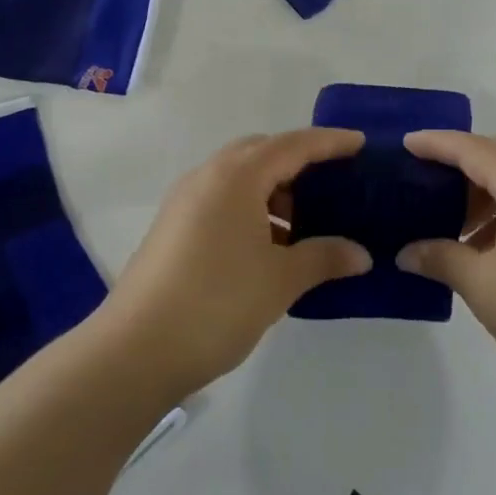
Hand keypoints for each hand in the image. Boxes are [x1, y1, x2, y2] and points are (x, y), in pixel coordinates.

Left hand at [105, 130, 372, 396]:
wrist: (134, 351)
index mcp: (237, 176)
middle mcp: (208, 176)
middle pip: (262, 152)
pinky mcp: (173, 226)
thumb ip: (323, 258)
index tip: (360, 143)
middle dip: (298, 161)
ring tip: (303, 223)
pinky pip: (222, 198)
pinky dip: (251, 207)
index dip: (329, 143)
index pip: (293, 145)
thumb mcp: (279, 281)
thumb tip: (361, 254)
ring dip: (273, 188)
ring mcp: (185, 201)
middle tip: (331, 183)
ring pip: (239, 176)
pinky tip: (268, 245)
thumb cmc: (216, 304)